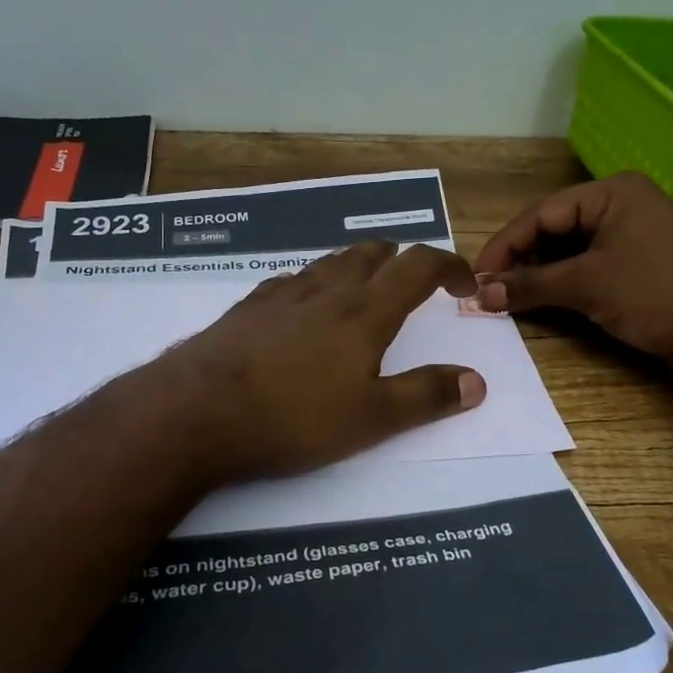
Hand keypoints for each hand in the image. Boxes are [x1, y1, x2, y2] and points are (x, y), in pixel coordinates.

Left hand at [155, 242, 485, 481]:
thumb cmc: (293, 417)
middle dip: (401, 260)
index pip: (419, 266)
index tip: (465, 285)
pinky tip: (302, 307)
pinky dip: (313, 284)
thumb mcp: (372, 419)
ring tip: (364, 289)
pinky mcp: (247, 309)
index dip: (449, 266)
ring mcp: (281, 295)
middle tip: (414, 282)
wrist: (196, 412)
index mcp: (364, 311)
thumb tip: (477, 381)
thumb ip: (426, 396)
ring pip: (329, 262)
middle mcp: (326, 291)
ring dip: (357, 266)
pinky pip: (291, 281)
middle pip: (371, 254)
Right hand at [472, 172, 672, 376]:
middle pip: (554, 230)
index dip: (505, 245)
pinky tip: (540, 301)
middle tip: (489, 289)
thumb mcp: (587, 284)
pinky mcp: (637, 267)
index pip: (542, 214)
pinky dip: (562, 285)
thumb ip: (530, 285)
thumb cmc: (655, 292)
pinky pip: (588, 268)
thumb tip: (481, 294)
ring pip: (569, 251)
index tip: (476, 275)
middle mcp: (620, 207)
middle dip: (520, 260)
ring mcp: (631, 237)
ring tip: (508, 298)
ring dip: (538, 275)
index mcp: (611, 193)